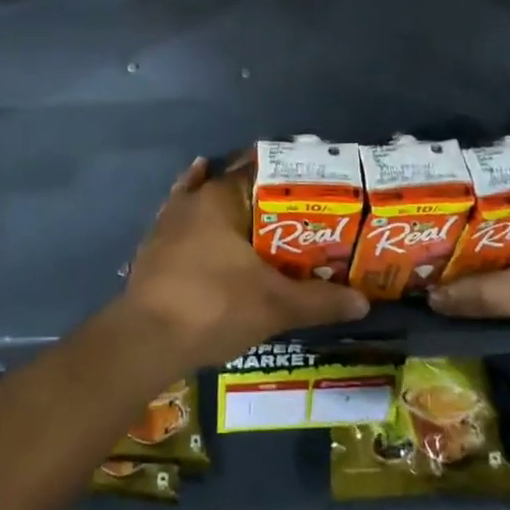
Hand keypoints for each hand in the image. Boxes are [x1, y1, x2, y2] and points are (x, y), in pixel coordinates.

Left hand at [122, 155, 368, 370]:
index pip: (257, 170)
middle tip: (292, 209)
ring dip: (225, 206)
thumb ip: (319, 300)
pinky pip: (181, 226)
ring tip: (254, 215)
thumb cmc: (214, 306)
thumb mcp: (275, 305)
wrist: (146, 340)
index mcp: (220, 197)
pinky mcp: (152, 249)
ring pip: (202, 201)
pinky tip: (205, 232)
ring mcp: (166, 223)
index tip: (309, 184)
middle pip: (230, 184)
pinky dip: (197, 225)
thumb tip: (363, 302)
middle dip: (258, 194)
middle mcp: (191, 200)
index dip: (284, 175)